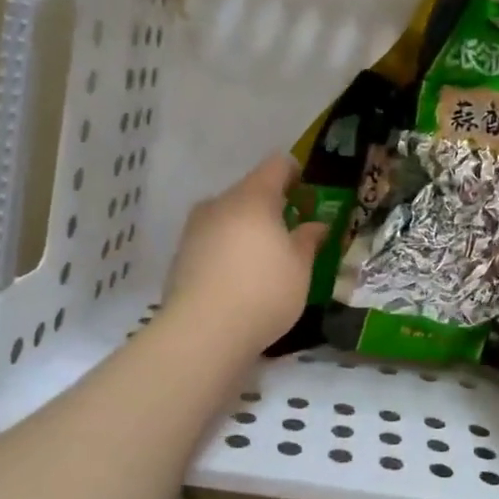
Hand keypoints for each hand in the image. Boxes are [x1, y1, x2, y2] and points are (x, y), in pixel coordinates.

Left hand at [163, 155, 329, 357]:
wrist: (202, 333)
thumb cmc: (264, 291)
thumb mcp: (300, 267)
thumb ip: (308, 239)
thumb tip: (316, 225)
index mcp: (253, 197)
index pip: (277, 165)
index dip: (296, 174)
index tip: (308, 196)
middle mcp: (220, 203)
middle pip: (251, 191)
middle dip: (272, 207)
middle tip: (292, 234)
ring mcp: (195, 228)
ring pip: (229, 216)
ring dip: (248, 229)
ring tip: (265, 259)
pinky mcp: (181, 255)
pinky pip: (213, 240)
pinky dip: (229, 249)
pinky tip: (239, 278)